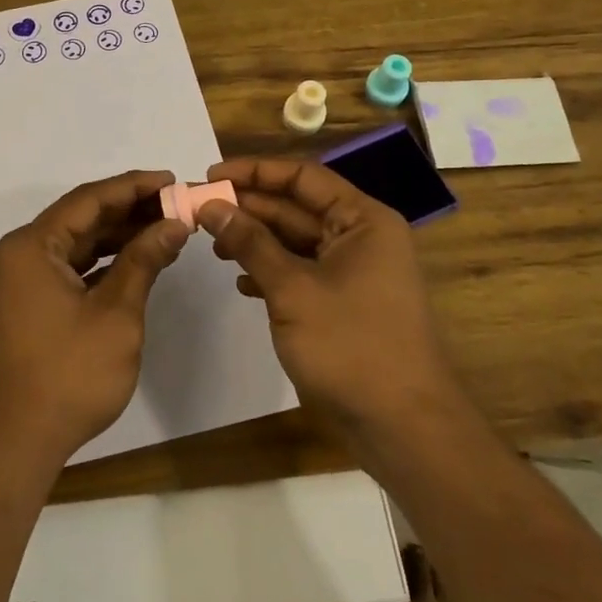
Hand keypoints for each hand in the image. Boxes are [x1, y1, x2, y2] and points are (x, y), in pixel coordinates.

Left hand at [0, 169, 191, 472]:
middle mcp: (18, 255)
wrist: (14, 447)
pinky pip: (66, 270)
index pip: (89, 200)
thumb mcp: (116, 315)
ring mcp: (18, 283)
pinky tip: (135, 263)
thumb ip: (143, 261)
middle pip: (80, 219)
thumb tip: (173, 224)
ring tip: (164, 230)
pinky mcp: (24, 307)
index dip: (134, 187)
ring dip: (117, 238)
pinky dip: (100, 265)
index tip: (172, 180)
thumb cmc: (68, 376)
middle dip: (129, 211)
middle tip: (176, 205)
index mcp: (31, 247)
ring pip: (75, 246)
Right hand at [196, 158, 457, 466]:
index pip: (303, 177)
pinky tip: (241, 282)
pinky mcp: (343, 304)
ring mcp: (353, 273)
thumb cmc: (351, 346)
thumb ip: (251, 242)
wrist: (403, 428)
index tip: (210, 176)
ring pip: (295, 242)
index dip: (255, 172)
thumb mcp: (293, 289)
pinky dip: (270, 272)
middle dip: (249, 208)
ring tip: (213, 246)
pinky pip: (300, 272)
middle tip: (199, 211)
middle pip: (296, 208)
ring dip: (255, 240)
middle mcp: (360, 238)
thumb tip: (211, 205)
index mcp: (362, 220)